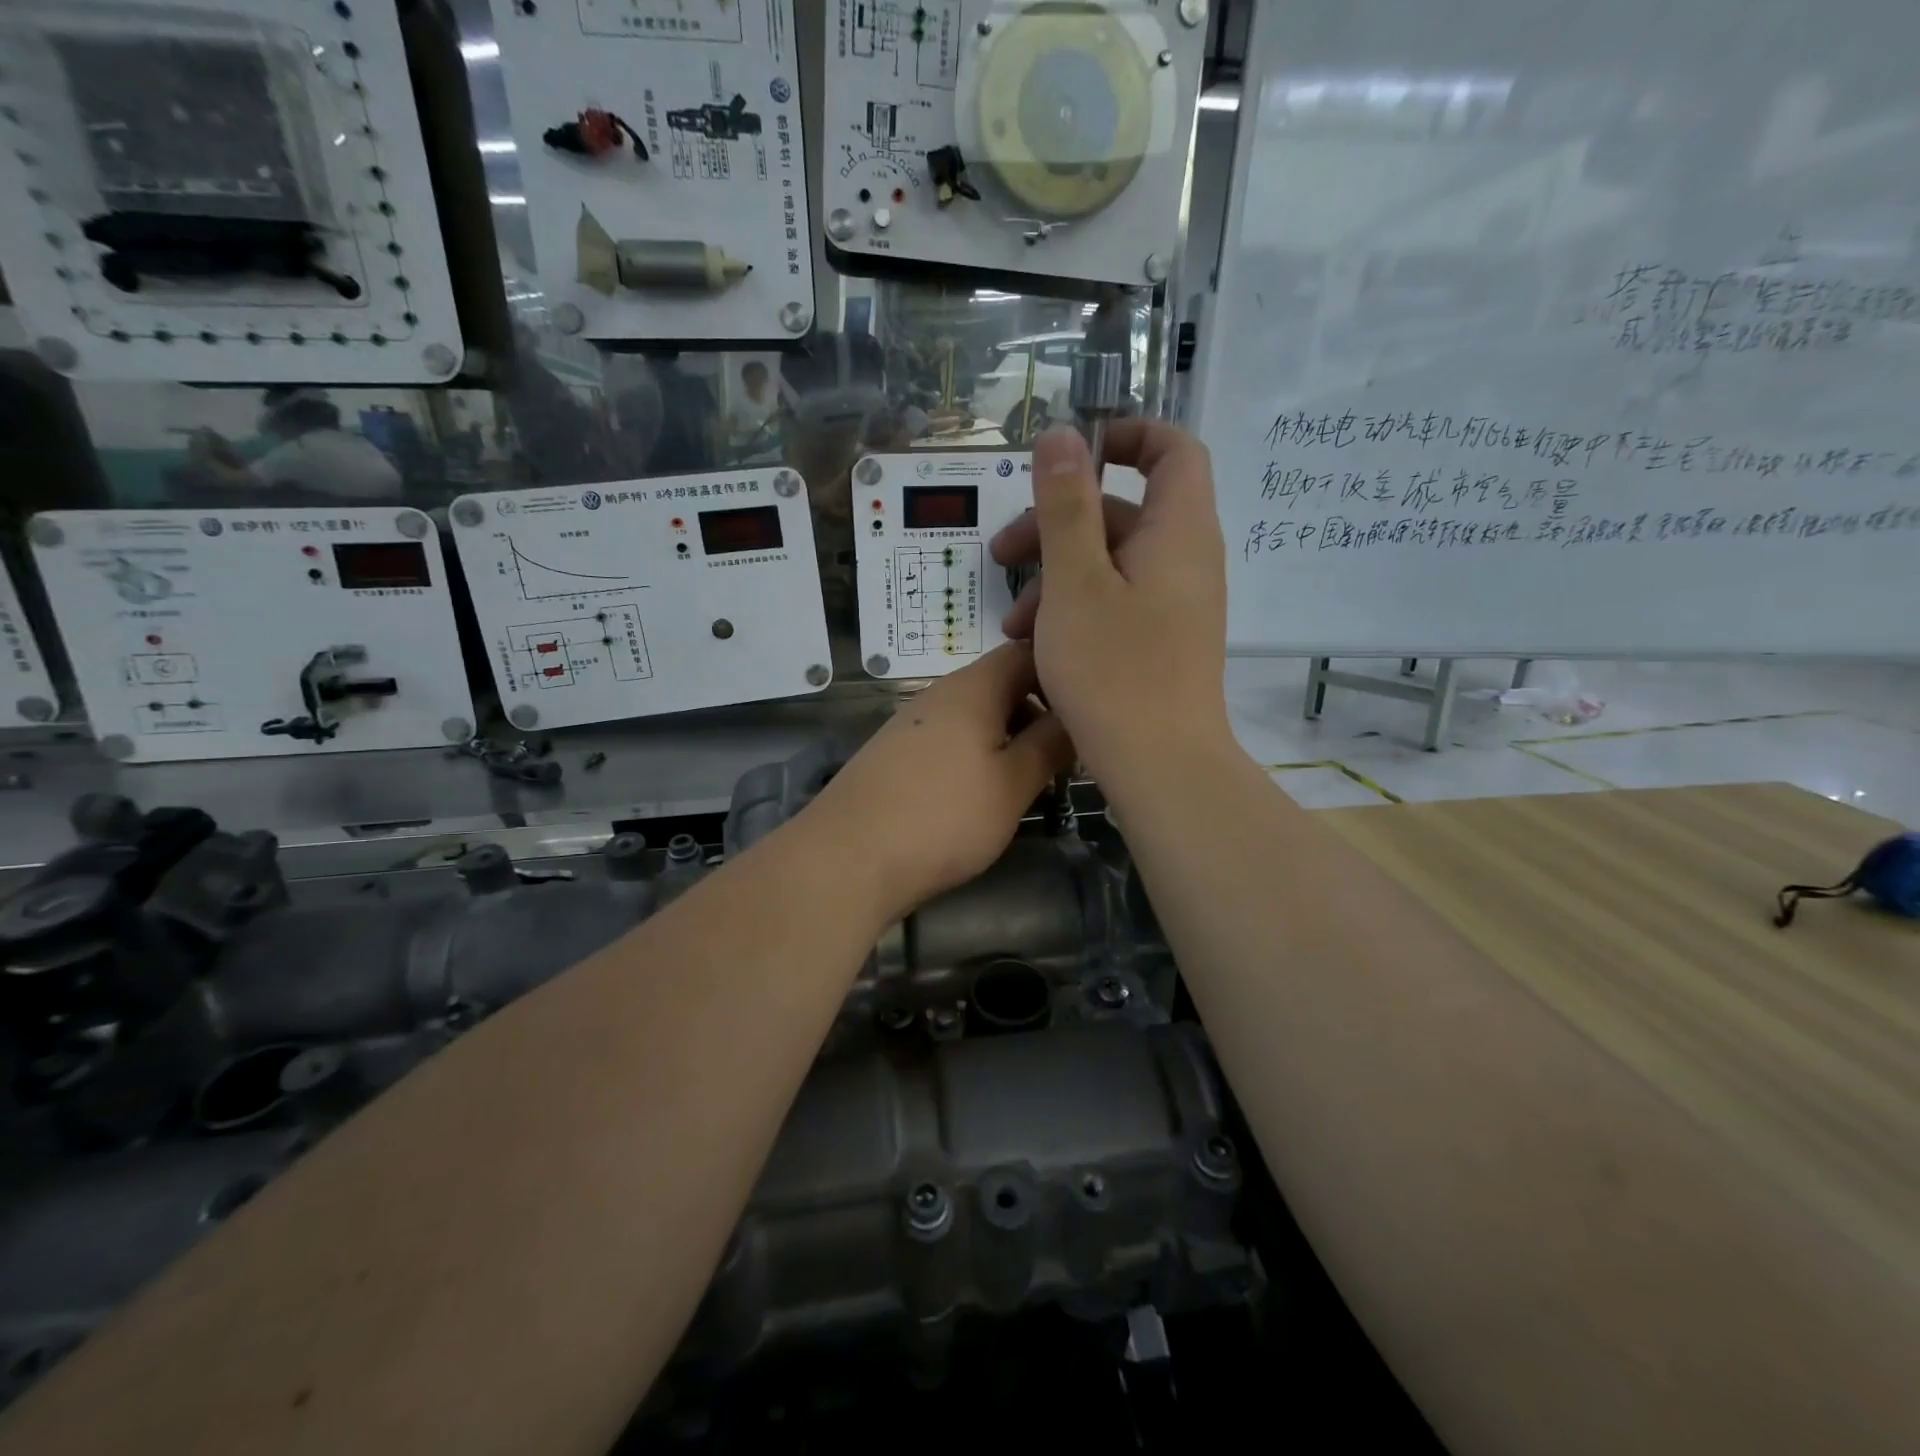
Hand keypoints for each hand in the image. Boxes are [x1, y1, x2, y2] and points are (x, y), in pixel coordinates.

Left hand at [806, 643, 1072, 921]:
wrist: (848, 859)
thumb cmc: (944, 816)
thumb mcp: (1012, 784)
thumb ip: (1050, 745)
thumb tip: (1077, 716)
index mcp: (973, 688)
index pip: (1025, 652)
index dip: (1061, 669)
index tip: (1089, 703)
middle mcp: (939, 695)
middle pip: (1000, 685)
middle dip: (1038, 712)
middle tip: (1067, 753)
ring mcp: (912, 725)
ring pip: (975, 717)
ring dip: (1008, 739)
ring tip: (1031, 781)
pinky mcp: (896, 756)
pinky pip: (950, 741)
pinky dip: (976, 757)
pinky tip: (982, 796)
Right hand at [990, 422, 1230, 786]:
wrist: (1160, 767)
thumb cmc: (1115, 670)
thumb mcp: (1075, 582)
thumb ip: (1066, 505)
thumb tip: (1062, 434)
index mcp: (1178, 531)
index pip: (1173, 450)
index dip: (1126, 436)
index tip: (1071, 454)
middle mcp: (1184, 560)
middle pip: (1122, 512)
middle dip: (1056, 524)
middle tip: (1002, 554)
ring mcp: (1174, 604)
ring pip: (1110, 564)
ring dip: (1055, 578)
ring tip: (1012, 622)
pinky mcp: (1160, 640)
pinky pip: (1116, 602)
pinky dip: (1075, 609)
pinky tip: (1034, 644)